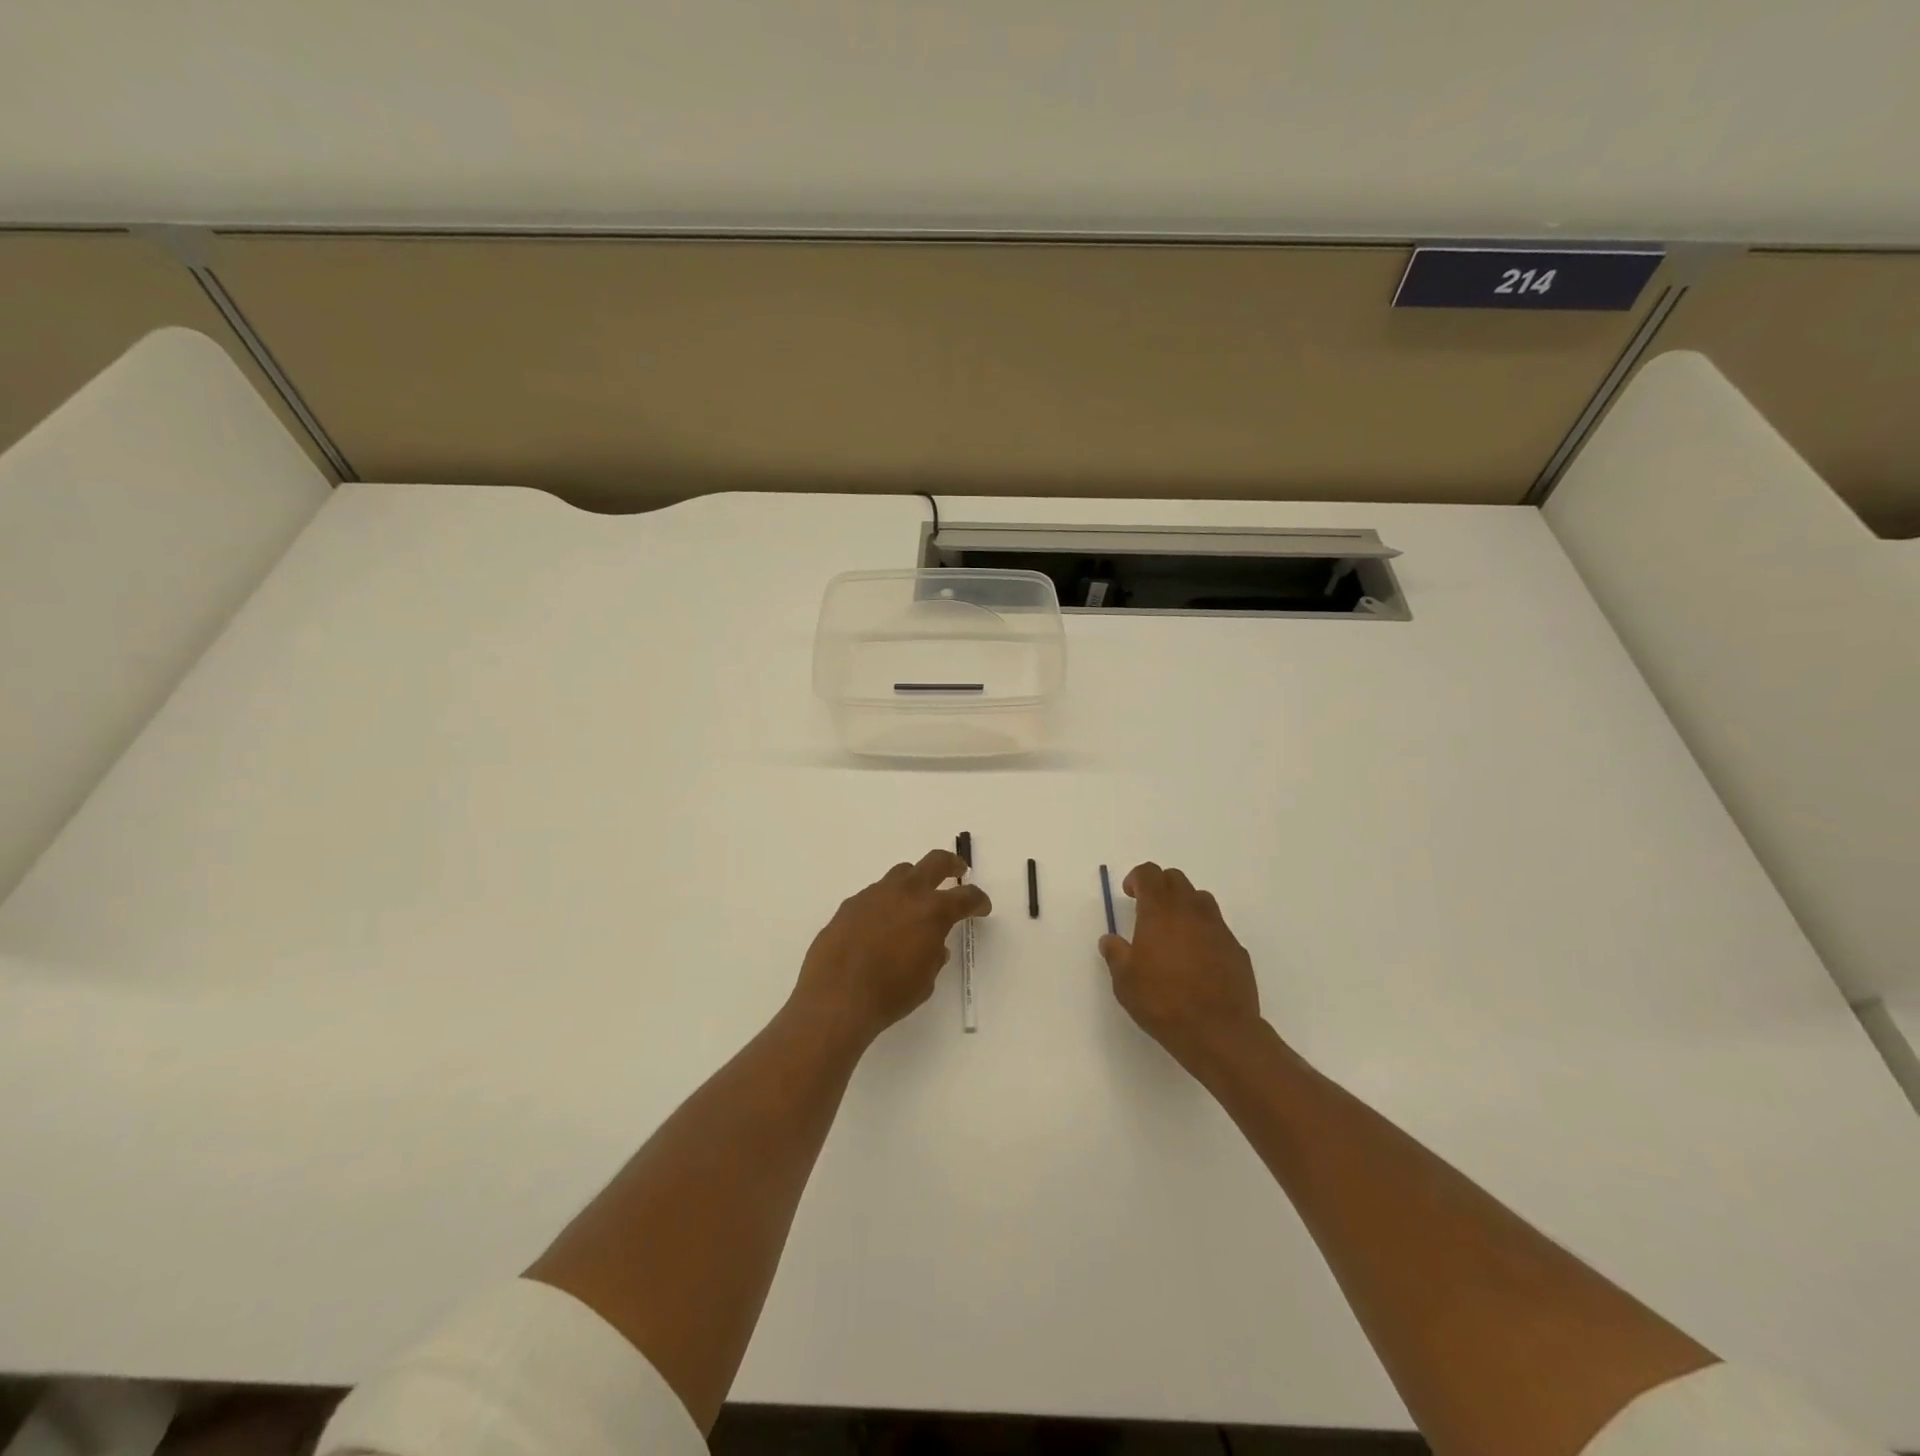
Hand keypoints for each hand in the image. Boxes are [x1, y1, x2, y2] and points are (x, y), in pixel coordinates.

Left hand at [793, 849, 990, 1044]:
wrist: (835, 998)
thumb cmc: (889, 995)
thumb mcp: (925, 980)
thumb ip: (934, 955)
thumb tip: (934, 944)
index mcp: (932, 912)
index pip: (966, 896)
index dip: (978, 900)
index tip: (982, 907)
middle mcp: (905, 893)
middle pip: (935, 862)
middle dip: (952, 864)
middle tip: (958, 871)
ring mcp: (874, 894)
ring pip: (901, 873)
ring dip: (914, 882)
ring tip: (915, 899)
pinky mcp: (850, 904)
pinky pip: (875, 894)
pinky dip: (886, 902)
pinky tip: (880, 924)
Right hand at [1099, 863, 1265, 1075]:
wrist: (1219, 1031)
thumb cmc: (1163, 1002)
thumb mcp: (1125, 981)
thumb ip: (1115, 954)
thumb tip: (1110, 940)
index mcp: (1159, 912)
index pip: (1149, 874)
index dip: (1137, 878)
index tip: (1129, 894)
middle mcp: (1190, 911)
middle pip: (1176, 879)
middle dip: (1160, 886)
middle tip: (1148, 910)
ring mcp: (1218, 928)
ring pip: (1200, 899)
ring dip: (1184, 904)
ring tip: (1174, 931)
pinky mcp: (1236, 949)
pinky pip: (1217, 927)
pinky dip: (1204, 931)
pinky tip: (1197, 958)